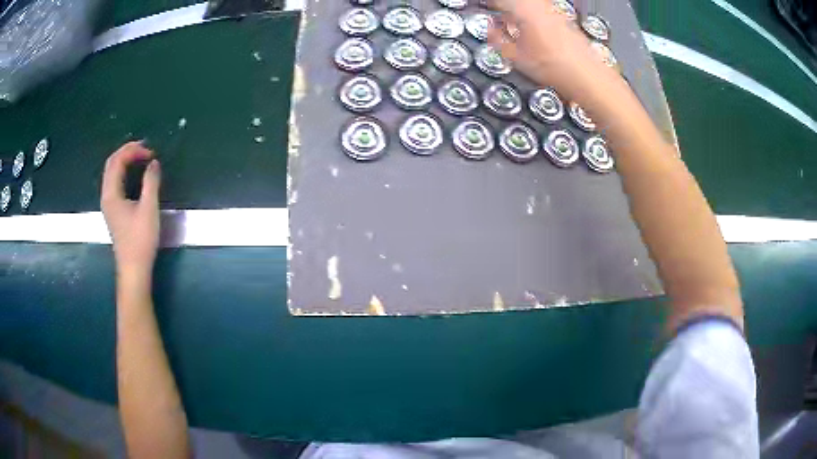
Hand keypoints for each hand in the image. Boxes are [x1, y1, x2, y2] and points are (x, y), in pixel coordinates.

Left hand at [101, 142, 161, 282]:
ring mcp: (108, 204)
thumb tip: (153, 163)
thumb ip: (151, 182)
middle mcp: (106, 196)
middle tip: (145, 149)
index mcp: (111, 193)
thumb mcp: (149, 209)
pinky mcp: (113, 211)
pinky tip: (135, 175)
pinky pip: (115, 182)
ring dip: (125, 161)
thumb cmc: (140, 240)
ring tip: (141, 158)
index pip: (117, 161)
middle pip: (111, 164)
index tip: (151, 152)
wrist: (133, 269)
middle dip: (127, 152)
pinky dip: (124, 172)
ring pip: (112, 173)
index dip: (133, 151)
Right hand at [487, 0, 608, 102]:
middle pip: (515, 1)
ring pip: (528, 4)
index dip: (488, 5)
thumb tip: (490, 29)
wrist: (588, 77)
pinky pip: (539, 8)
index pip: (500, 0)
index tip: (481, 7)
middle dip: (502, 7)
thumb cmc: (555, 68)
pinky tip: (527, 27)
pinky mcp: (563, 18)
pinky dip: (528, 14)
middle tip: (493, 13)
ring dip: (515, 10)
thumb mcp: (516, 58)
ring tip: (507, 20)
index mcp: (524, 9)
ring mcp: (553, 10)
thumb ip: (497, 39)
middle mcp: (540, 5)